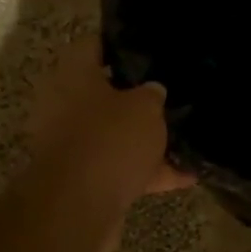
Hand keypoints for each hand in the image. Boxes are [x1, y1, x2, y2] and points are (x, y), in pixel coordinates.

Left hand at [28, 38, 192, 249]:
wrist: (78, 208)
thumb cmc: (110, 139)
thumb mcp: (145, 107)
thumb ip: (152, 94)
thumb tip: (152, 91)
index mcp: (72, 76)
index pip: (94, 45)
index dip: (121, 43)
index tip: (149, 46)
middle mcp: (63, 106)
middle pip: (104, 92)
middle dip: (136, 95)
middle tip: (170, 89)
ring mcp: (71, 145)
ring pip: (113, 133)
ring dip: (143, 137)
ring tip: (184, 135)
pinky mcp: (82, 179)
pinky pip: (119, 167)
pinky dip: (148, 171)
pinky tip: (187, 176)